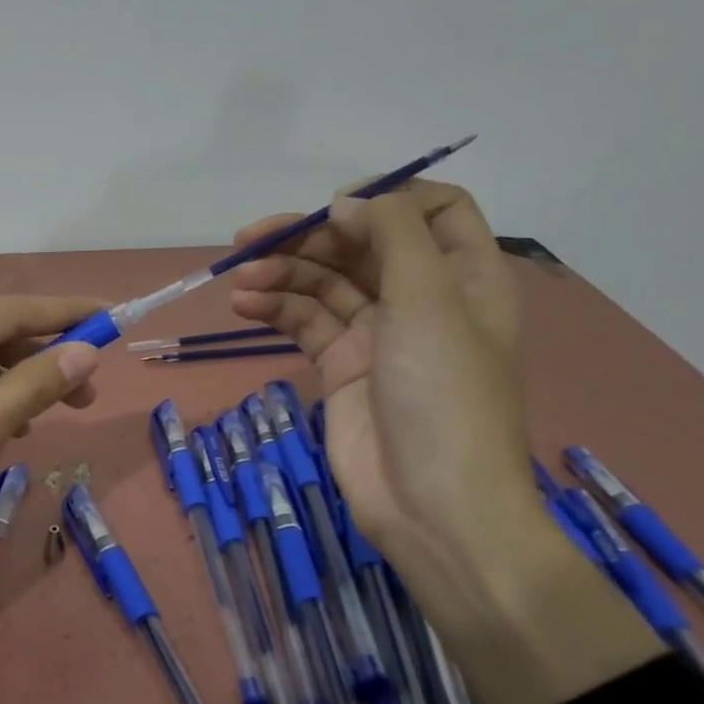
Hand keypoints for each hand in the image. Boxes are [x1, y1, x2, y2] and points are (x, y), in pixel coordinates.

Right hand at [228, 182, 538, 566]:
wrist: (433, 505)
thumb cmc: (444, 394)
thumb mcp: (430, 299)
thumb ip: (391, 235)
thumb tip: (347, 202)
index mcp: (464, 275)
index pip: (434, 210)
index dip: (384, 198)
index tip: (335, 208)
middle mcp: (422, 297)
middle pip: (362, 245)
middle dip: (309, 237)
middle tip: (251, 240)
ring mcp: (378, 333)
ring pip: (325, 283)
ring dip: (281, 273)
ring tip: (240, 278)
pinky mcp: (341, 366)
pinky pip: (305, 322)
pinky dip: (275, 308)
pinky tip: (243, 304)